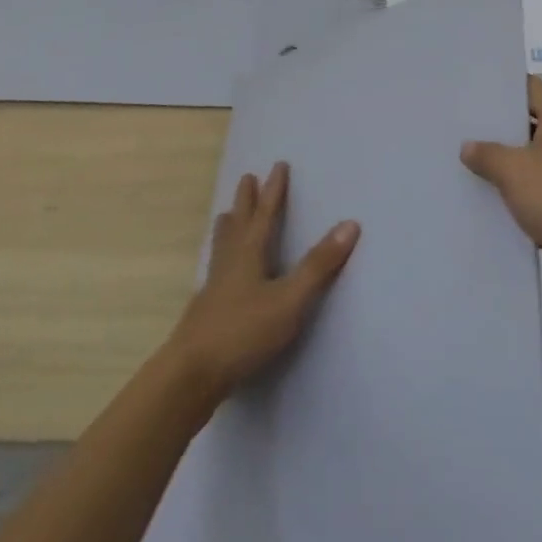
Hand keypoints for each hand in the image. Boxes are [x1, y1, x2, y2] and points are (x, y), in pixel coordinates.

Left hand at [168, 162, 359, 399]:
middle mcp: (230, 264)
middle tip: (246, 178)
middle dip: (246, 201)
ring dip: (228, 227)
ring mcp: (214, 288)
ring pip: (222, 247)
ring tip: (225, 216)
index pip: (265, 215)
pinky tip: (219, 273)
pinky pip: (216, 270)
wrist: (190, 375)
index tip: (278, 166)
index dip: (274, 191)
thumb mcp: (290, 300)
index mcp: (249, 255)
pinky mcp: (206, 311)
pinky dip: (221, 258)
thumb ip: (319, 265)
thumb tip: (350, 223)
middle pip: (238, 224)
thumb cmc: (243, 331)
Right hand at [461, 78, 541, 314]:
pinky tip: (488, 201)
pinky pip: (540, 191)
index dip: (499, 88)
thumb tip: (469, 146)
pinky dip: (518, 194)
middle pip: (529, 123)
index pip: (528, 88)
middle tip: (456, 129)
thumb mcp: (514, 170)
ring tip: (463, 164)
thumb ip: (487, 153)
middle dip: (496, 128)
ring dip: (505, 164)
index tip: (467, 92)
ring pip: (533, 159)